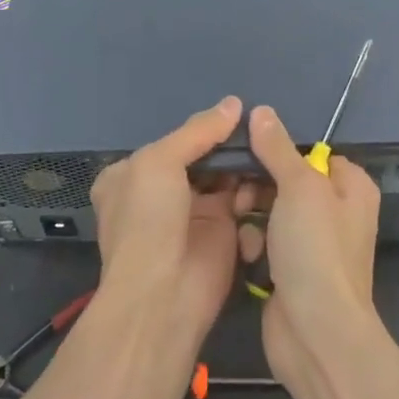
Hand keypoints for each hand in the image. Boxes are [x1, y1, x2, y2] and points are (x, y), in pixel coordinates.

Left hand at [90, 96, 243, 342]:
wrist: (162, 295)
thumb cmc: (149, 219)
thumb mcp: (160, 160)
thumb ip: (198, 131)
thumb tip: (234, 103)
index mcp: (132, 174)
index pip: (173, 141)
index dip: (202, 128)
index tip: (237, 113)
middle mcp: (161, 193)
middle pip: (203, 158)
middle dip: (229, 147)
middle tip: (260, 130)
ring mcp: (192, 214)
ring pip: (226, 177)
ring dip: (245, 167)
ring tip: (265, 155)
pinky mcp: (223, 234)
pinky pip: (242, 203)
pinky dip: (254, 193)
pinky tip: (266, 183)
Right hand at [237, 104, 382, 384]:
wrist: (316, 333)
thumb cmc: (316, 250)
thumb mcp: (298, 187)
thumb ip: (277, 148)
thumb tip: (261, 111)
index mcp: (351, 187)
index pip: (312, 154)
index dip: (281, 152)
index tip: (250, 153)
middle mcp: (337, 212)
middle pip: (287, 182)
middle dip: (259, 187)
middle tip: (240, 195)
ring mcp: (314, 244)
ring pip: (272, 212)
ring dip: (253, 217)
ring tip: (243, 227)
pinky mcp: (292, 271)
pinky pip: (267, 243)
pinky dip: (256, 246)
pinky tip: (249, 257)